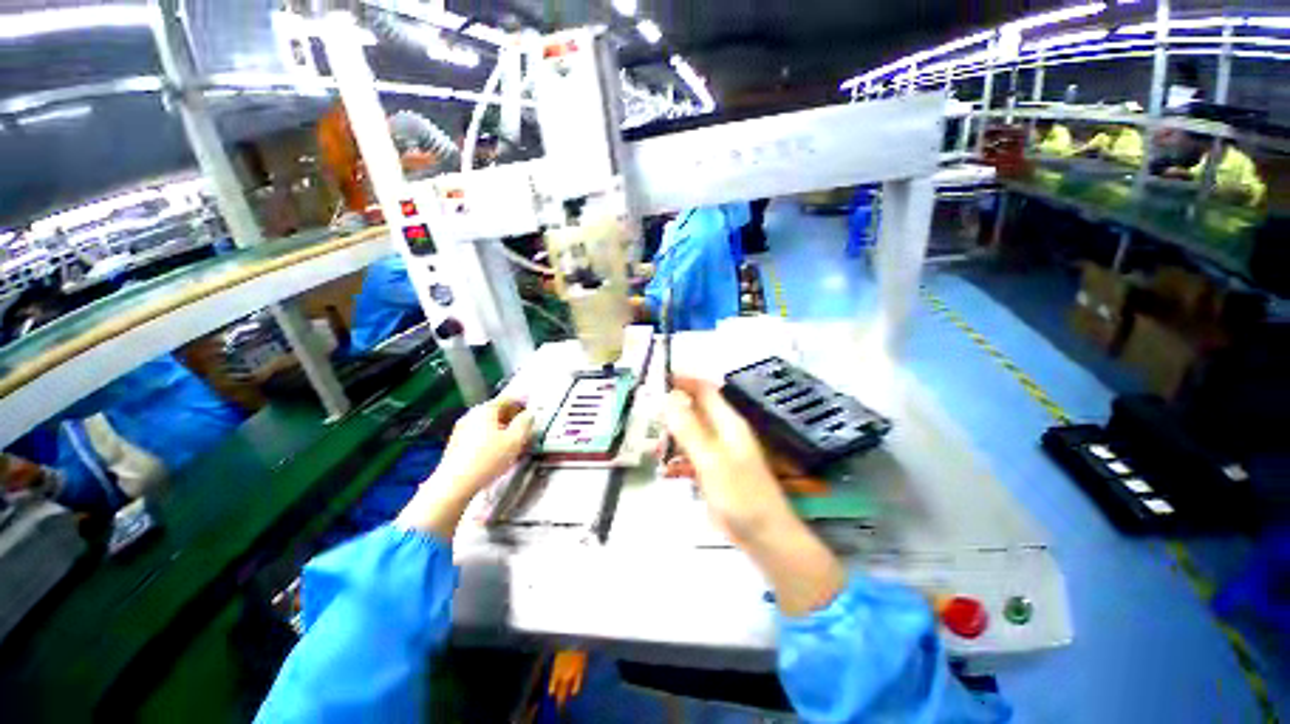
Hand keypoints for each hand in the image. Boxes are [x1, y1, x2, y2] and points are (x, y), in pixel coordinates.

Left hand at [437, 398, 533, 497]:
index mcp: (485, 409)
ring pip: (488, 424)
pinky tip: (497, 450)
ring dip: (502, 428)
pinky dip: (491, 437)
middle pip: (497, 411)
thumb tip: (528, 414)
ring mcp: (461, 430)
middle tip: (525, 424)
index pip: (508, 399)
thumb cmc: (487, 459)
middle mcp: (472, 415)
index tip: (532, 407)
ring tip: (514, 440)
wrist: (454, 484)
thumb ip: (525, 423)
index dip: (522, 402)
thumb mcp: (515, 440)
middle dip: (512, 416)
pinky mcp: (456, 445)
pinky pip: (479, 435)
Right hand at [663, 376, 793, 543]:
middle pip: (696, 409)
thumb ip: (689, 428)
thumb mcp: (710, 459)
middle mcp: (724, 432)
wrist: (765, 536)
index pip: (704, 389)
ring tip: (652, 445)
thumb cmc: (740, 495)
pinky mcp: (715, 471)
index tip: (657, 379)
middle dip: (672, 409)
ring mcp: (720, 452)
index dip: (683, 380)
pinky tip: (666, 470)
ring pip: (691, 433)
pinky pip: (692, 456)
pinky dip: (678, 458)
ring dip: (672, 435)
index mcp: (728, 422)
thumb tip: (668, 397)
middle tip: (648, 414)